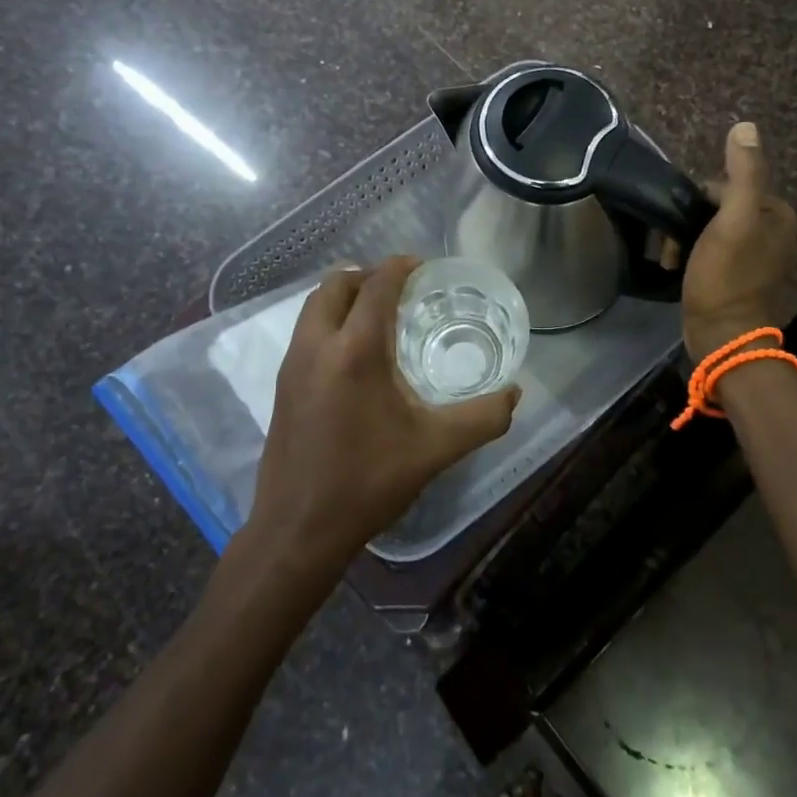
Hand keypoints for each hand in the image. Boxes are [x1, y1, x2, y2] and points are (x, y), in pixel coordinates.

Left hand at [250, 256, 519, 573]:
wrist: (298, 530)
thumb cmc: (368, 482)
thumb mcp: (435, 449)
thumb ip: (483, 418)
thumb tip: (515, 393)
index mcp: (355, 350)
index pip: (376, 285)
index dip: (400, 267)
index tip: (424, 266)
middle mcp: (317, 345)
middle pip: (336, 284)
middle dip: (368, 275)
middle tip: (401, 289)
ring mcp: (292, 365)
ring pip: (315, 306)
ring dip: (345, 297)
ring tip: (379, 316)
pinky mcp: (281, 385)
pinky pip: (306, 331)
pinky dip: (330, 321)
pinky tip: (355, 355)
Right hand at [682, 122, 796, 361]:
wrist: (723, 338)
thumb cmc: (726, 277)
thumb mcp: (732, 221)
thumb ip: (742, 174)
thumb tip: (746, 126)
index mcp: (777, 213)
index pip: (727, 185)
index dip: (698, 200)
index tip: (683, 223)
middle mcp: (774, 231)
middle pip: (719, 206)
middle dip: (691, 221)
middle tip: (675, 246)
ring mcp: (759, 256)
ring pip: (712, 229)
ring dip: (688, 239)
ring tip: (673, 260)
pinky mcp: (742, 278)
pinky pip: (714, 251)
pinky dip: (695, 256)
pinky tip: (681, 270)